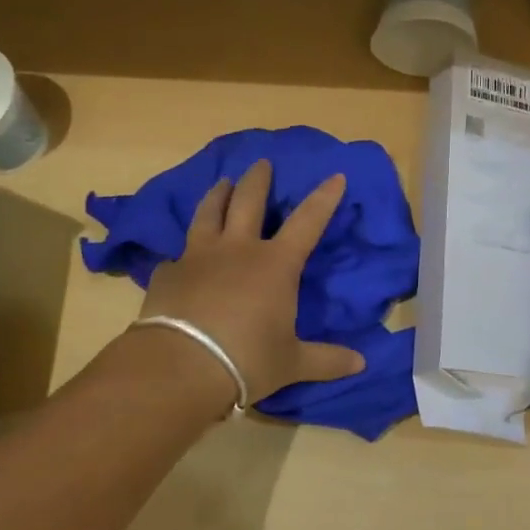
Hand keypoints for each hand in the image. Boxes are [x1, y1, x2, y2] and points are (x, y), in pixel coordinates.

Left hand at [137, 159, 365, 405]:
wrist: (180, 367)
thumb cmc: (246, 360)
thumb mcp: (292, 363)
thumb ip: (327, 360)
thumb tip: (362, 364)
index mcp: (276, 265)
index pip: (307, 222)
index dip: (324, 198)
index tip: (335, 175)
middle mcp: (238, 250)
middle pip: (249, 202)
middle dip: (259, 180)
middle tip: (262, 162)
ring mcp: (198, 256)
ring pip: (208, 213)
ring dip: (217, 195)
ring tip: (221, 183)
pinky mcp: (167, 273)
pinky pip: (177, 254)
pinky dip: (183, 251)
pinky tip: (180, 255)